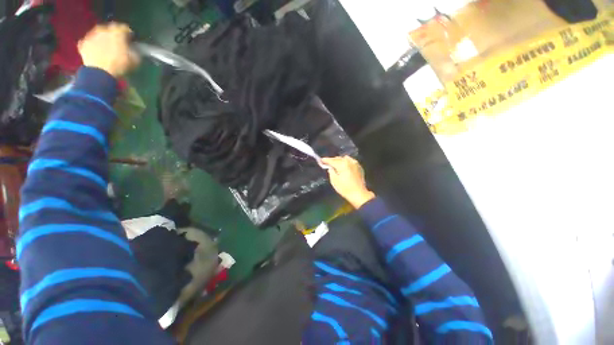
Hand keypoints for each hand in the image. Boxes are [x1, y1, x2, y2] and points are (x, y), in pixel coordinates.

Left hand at [78, 22, 139, 77]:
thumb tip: (134, 49)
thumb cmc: (119, 65)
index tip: (131, 38)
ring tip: (105, 45)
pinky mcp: (83, 44)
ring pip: (98, 33)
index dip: (128, 33)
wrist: (100, 73)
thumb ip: (134, 51)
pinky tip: (94, 50)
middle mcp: (103, 30)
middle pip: (109, 28)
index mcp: (117, 32)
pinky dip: (92, 44)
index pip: (124, 28)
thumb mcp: (134, 60)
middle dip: (113, 34)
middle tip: (117, 41)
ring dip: (102, 38)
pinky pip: (88, 41)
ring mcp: (91, 36)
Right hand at [322, 156, 374, 208]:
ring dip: (340, 160)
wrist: (359, 194)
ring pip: (345, 158)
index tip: (321, 160)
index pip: (332, 160)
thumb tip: (330, 167)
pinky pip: (351, 161)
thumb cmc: (345, 189)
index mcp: (342, 164)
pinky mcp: (359, 167)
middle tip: (328, 163)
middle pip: (338, 158)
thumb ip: (331, 172)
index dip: (325, 160)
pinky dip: (346, 162)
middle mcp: (349, 161)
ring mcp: (355, 164)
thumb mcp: (334, 181)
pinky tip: (344, 167)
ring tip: (336, 165)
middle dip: (332, 160)